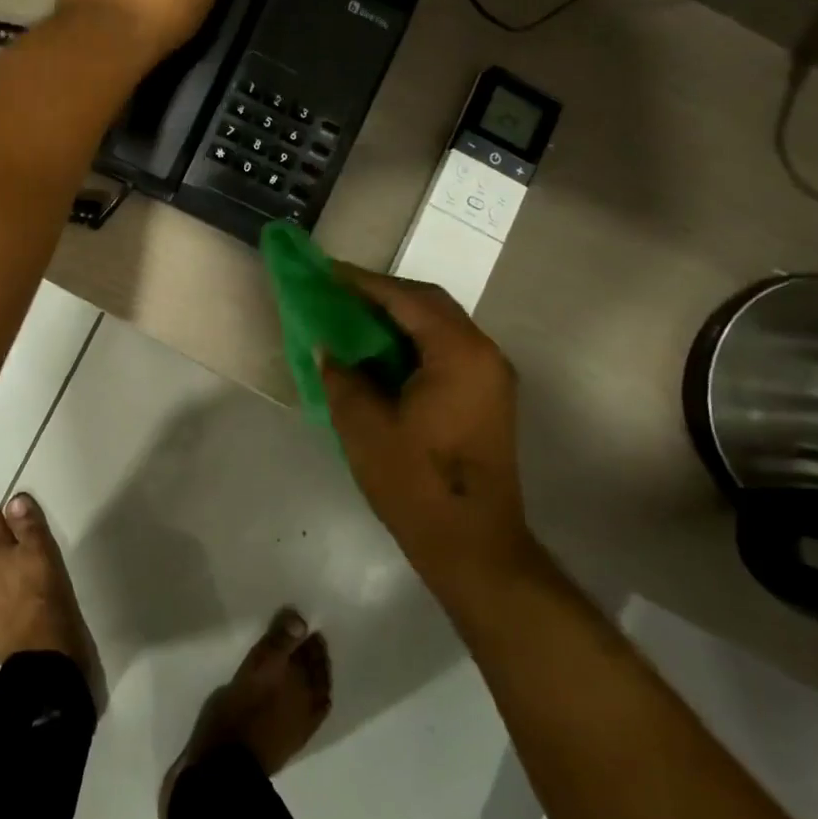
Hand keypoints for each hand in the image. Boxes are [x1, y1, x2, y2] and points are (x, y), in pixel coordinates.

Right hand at [320, 267, 539, 593]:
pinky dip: (414, 341)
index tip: (328, 272)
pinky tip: (382, 353)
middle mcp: (484, 354)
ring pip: (441, 326)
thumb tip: (326, 348)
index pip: (407, 299)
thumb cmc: (416, 483)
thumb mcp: (364, 426)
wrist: (473, 546)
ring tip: (355, 317)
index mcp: (458, 354)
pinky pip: (447, 350)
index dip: (365, 283)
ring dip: (400, 317)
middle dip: (384, 294)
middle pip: (431, 304)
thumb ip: (341, 376)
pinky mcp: (488, 397)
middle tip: (340, 292)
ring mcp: (491, 377)